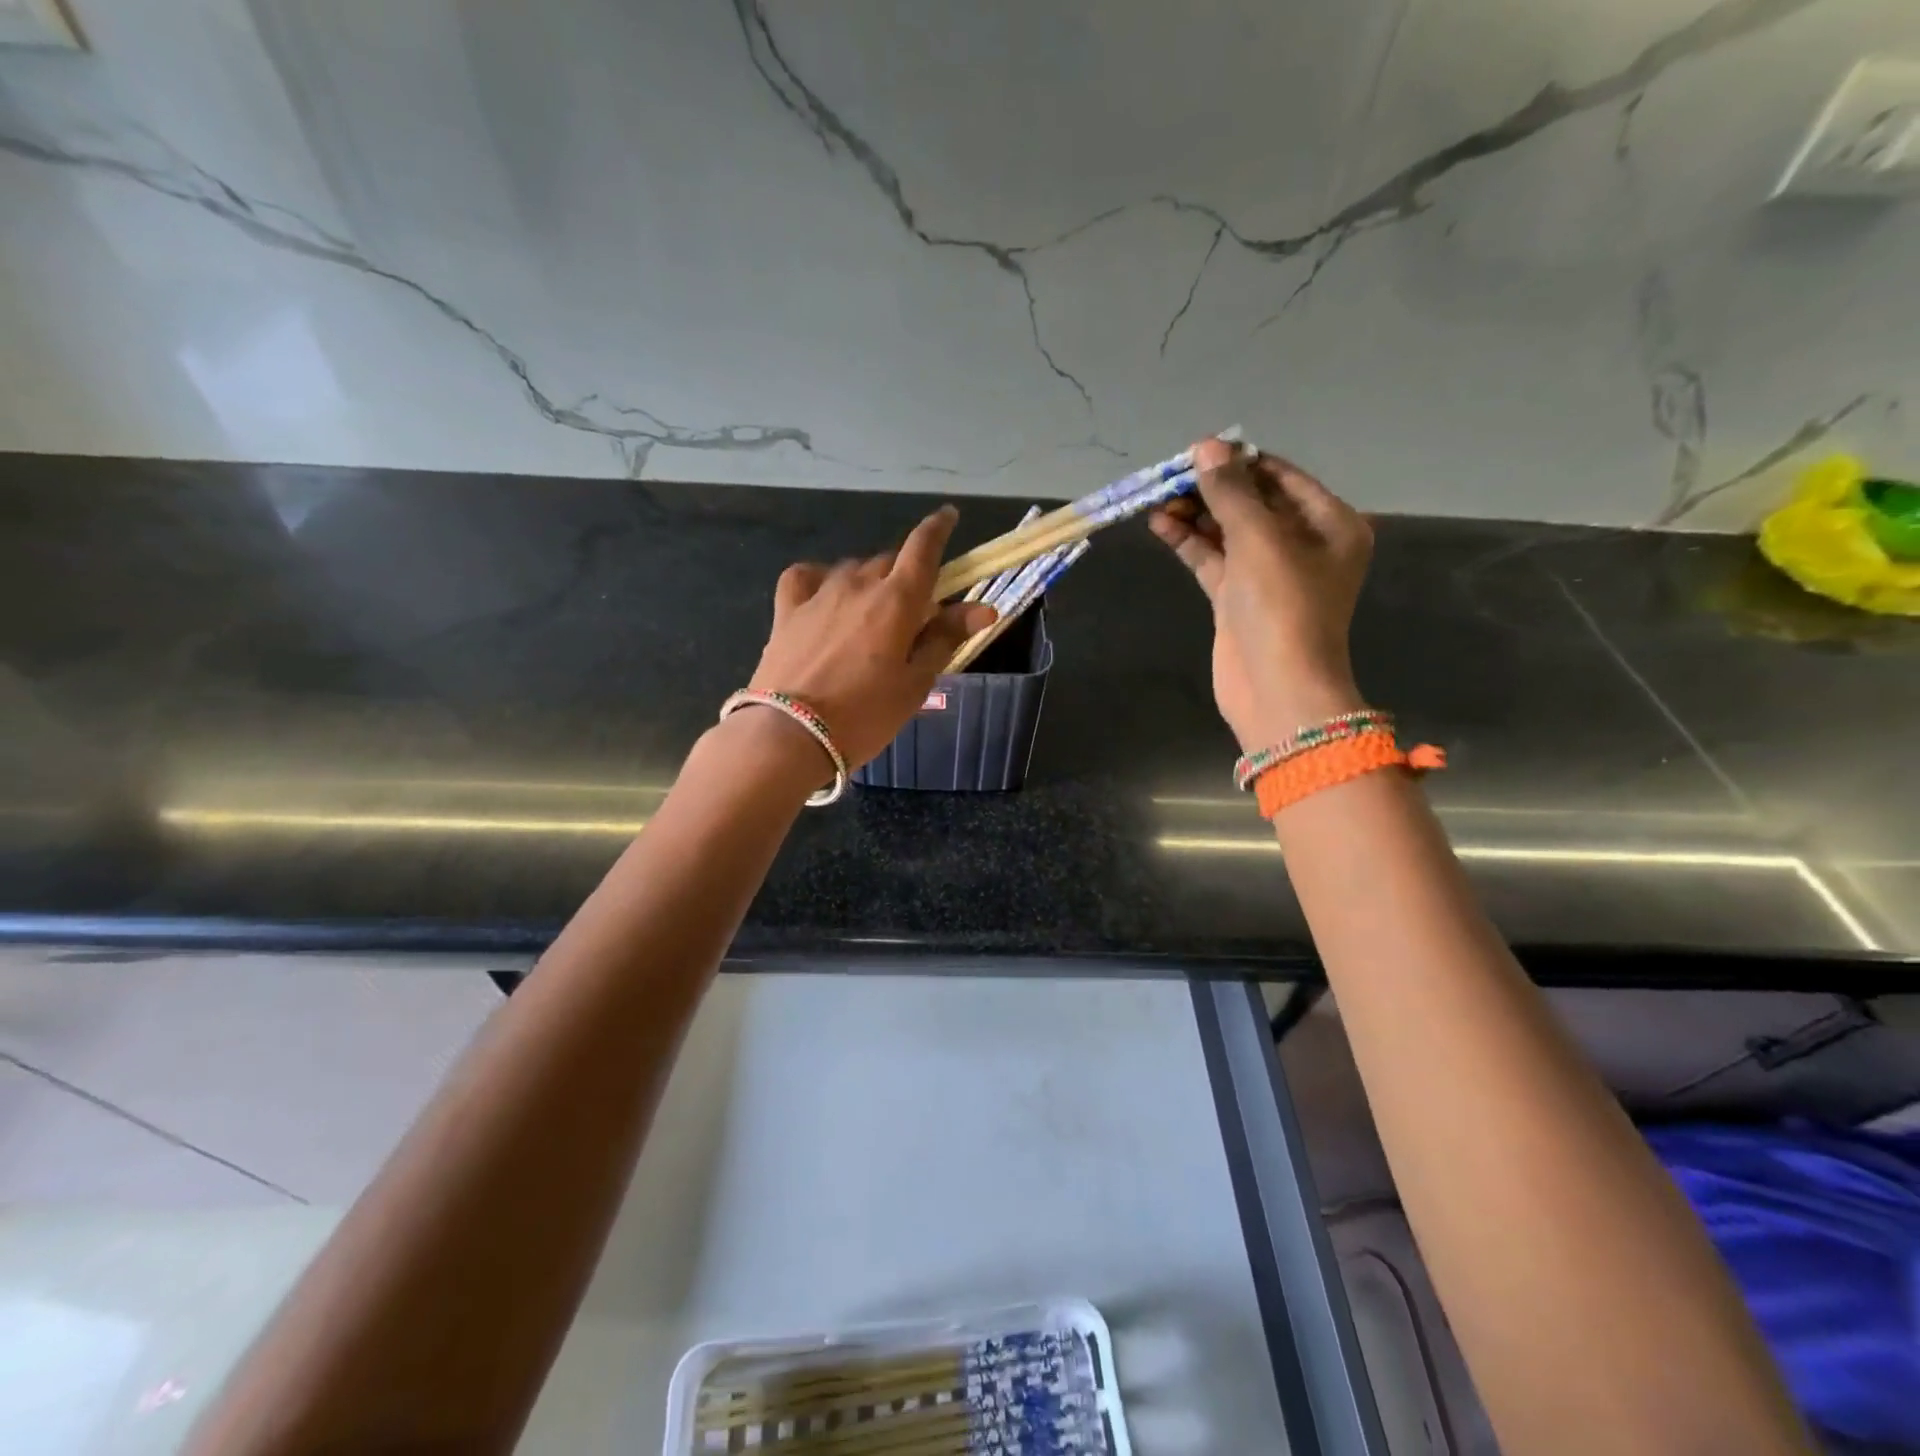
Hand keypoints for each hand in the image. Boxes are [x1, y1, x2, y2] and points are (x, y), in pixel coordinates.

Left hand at [747, 506, 996, 768]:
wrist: (790, 735)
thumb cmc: (865, 715)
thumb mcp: (915, 683)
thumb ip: (946, 639)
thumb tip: (984, 608)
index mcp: (897, 600)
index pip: (923, 548)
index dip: (939, 528)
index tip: (949, 516)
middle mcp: (858, 584)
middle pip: (890, 562)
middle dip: (906, 577)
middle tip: (913, 615)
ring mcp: (819, 594)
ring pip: (853, 569)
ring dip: (869, 582)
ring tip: (872, 616)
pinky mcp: (787, 611)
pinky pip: (806, 577)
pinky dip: (821, 579)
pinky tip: (826, 597)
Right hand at [1149, 439, 1371, 750]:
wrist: (1277, 688)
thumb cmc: (1282, 607)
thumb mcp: (1259, 540)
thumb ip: (1231, 493)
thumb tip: (1206, 447)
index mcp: (1329, 524)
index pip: (1280, 477)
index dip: (1239, 462)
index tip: (1196, 451)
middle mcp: (1302, 544)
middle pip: (1251, 503)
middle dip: (1211, 489)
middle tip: (1168, 477)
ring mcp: (1268, 574)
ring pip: (1227, 532)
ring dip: (1194, 515)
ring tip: (1156, 499)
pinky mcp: (1238, 599)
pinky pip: (1213, 560)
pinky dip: (1189, 543)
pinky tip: (1160, 525)